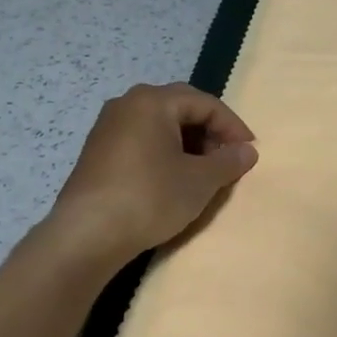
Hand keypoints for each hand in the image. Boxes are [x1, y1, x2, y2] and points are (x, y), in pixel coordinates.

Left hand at [45, 83, 256, 258]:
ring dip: (188, 142)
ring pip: (160, 124)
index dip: (233, 126)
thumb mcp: (200, 181)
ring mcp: (108, 127)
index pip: (206, 103)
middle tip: (227, 157)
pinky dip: (165, 151)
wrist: (87, 235)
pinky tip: (173, 178)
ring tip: (204, 170)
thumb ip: (228, 161)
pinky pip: (142, 140)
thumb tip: (247, 151)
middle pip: (181, 107)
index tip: (249, 152)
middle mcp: (127, 104)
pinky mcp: (97, 152)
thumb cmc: (150, 197)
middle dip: (210, 130)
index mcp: (153, 102)